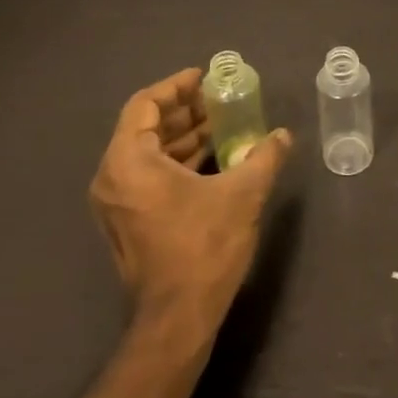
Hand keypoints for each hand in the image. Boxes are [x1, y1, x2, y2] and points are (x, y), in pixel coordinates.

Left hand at [88, 68, 292, 335]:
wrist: (178, 319)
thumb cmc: (204, 247)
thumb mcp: (243, 194)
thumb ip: (264, 156)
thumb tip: (283, 135)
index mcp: (129, 162)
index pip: (144, 104)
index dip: (175, 87)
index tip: (204, 78)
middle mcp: (113, 178)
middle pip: (144, 127)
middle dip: (183, 110)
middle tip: (219, 100)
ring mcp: (117, 204)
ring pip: (147, 153)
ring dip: (182, 136)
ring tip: (221, 124)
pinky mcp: (128, 223)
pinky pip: (148, 176)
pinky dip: (176, 160)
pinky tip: (212, 159)